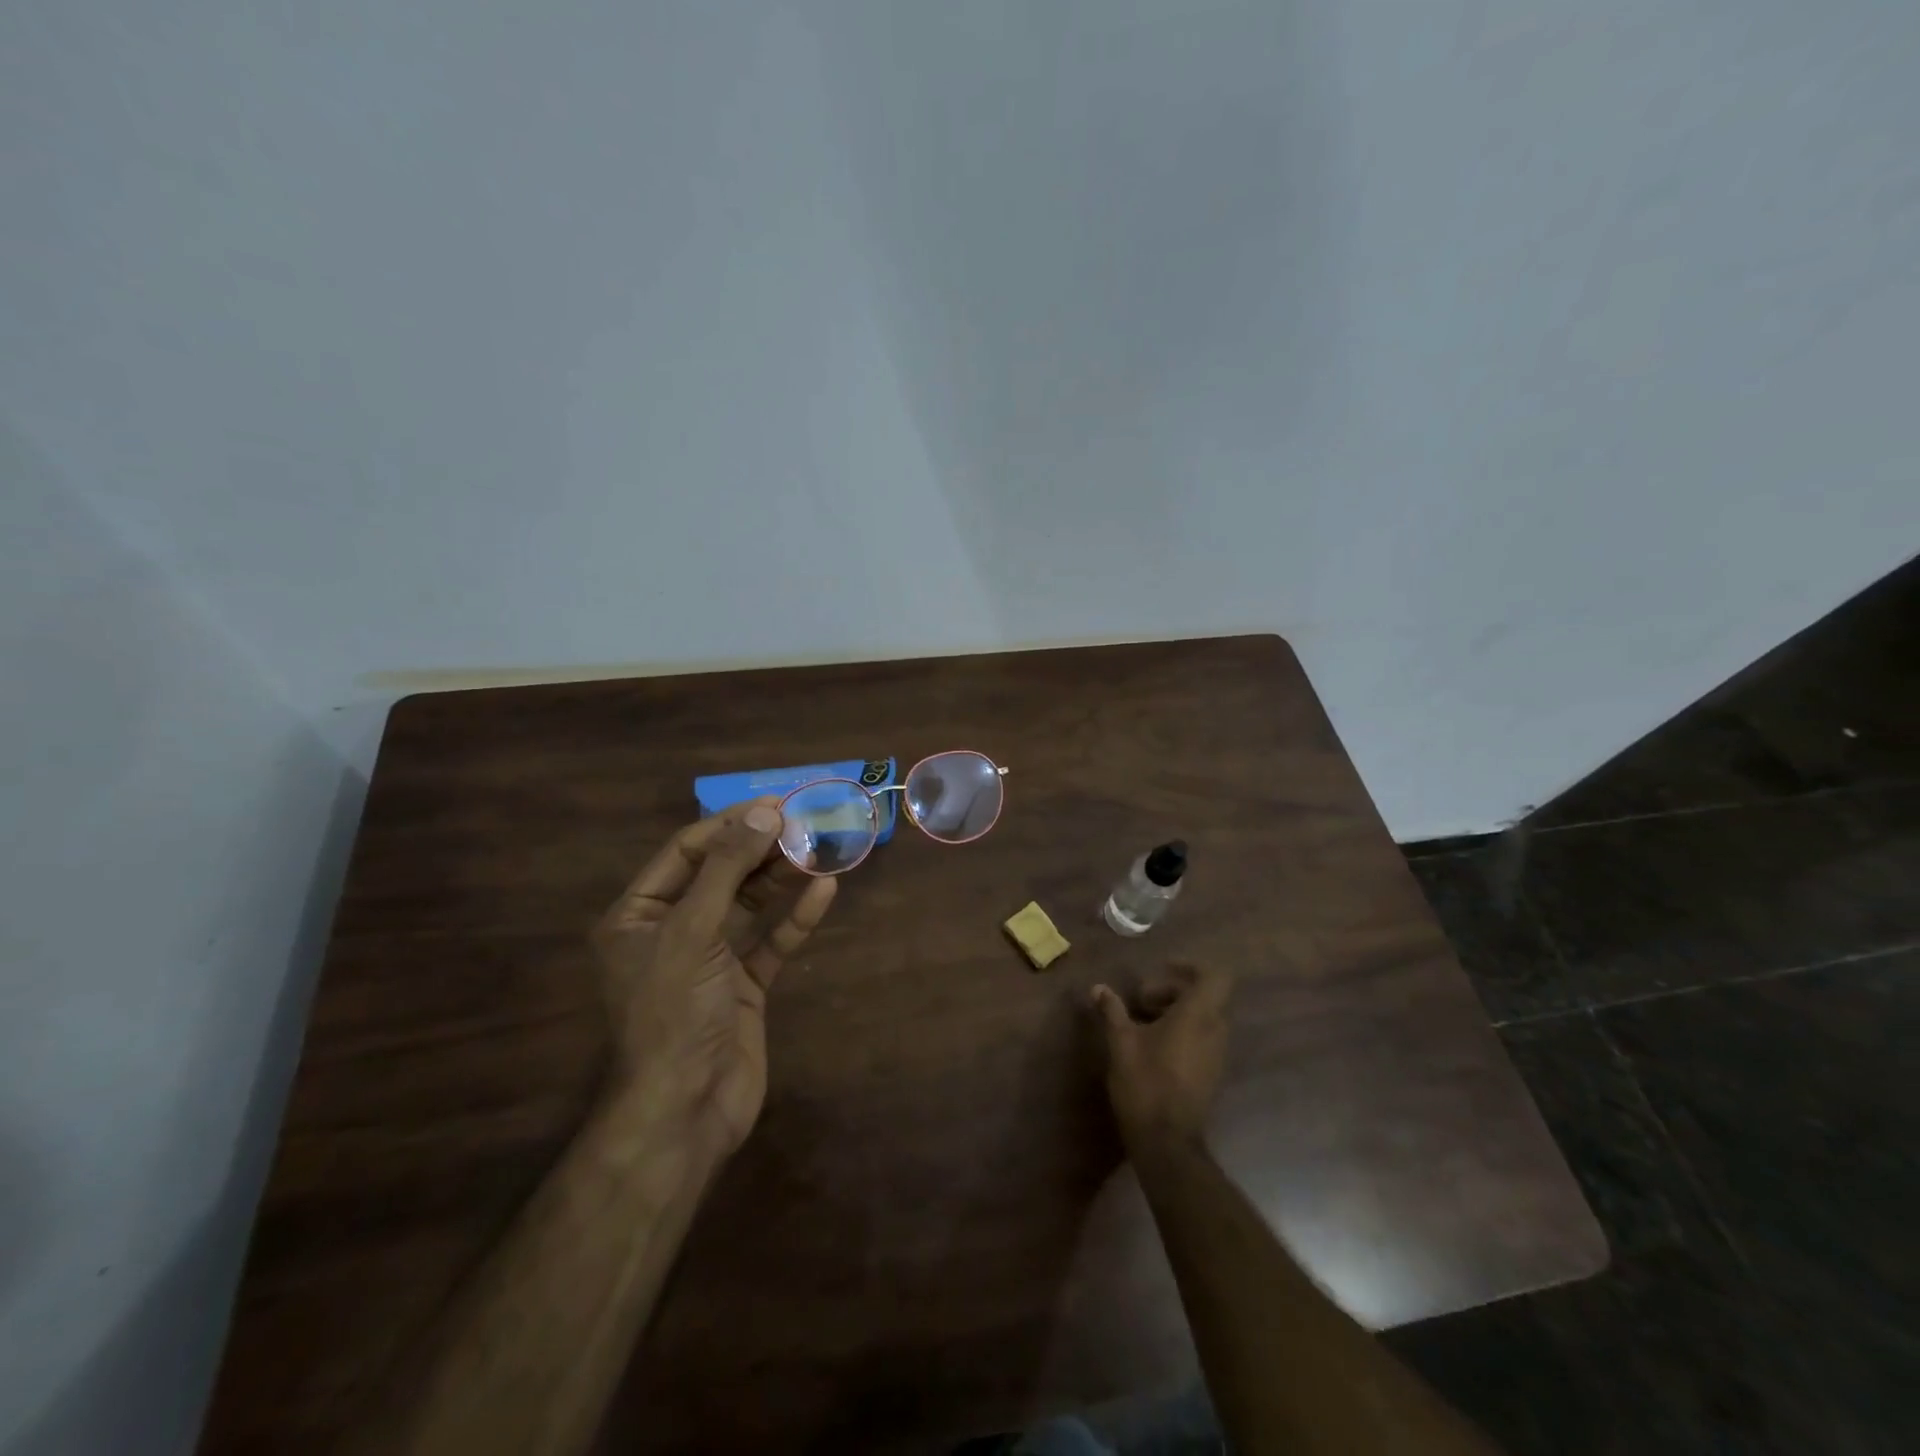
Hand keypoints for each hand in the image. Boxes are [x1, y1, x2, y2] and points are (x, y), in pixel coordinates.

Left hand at [591, 799, 836, 1153]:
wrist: (686, 1110)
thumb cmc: (674, 1012)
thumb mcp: (692, 932)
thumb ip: (727, 870)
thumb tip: (764, 815)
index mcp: (638, 916)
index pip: (687, 852)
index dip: (730, 825)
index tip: (775, 804)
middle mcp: (672, 931)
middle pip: (721, 874)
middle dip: (760, 848)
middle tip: (803, 822)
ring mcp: (710, 959)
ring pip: (749, 905)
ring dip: (781, 878)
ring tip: (817, 848)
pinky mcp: (743, 985)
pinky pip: (771, 941)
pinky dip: (795, 917)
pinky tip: (824, 892)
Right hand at [1090, 966, 1231, 1155]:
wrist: (1167, 1141)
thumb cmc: (1145, 1082)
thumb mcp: (1121, 1042)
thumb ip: (1112, 1010)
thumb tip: (1098, 988)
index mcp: (1198, 1016)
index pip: (1214, 976)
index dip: (1190, 966)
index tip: (1162, 968)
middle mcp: (1215, 1031)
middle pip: (1204, 996)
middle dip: (1172, 990)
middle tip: (1140, 999)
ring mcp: (1216, 1054)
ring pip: (1202, 1018)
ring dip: (1175, 1012)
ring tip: (1141, 1021)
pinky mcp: (1211, 1074)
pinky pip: (1202, 1038)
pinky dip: (1181, 1032)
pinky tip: (1152, 1046)